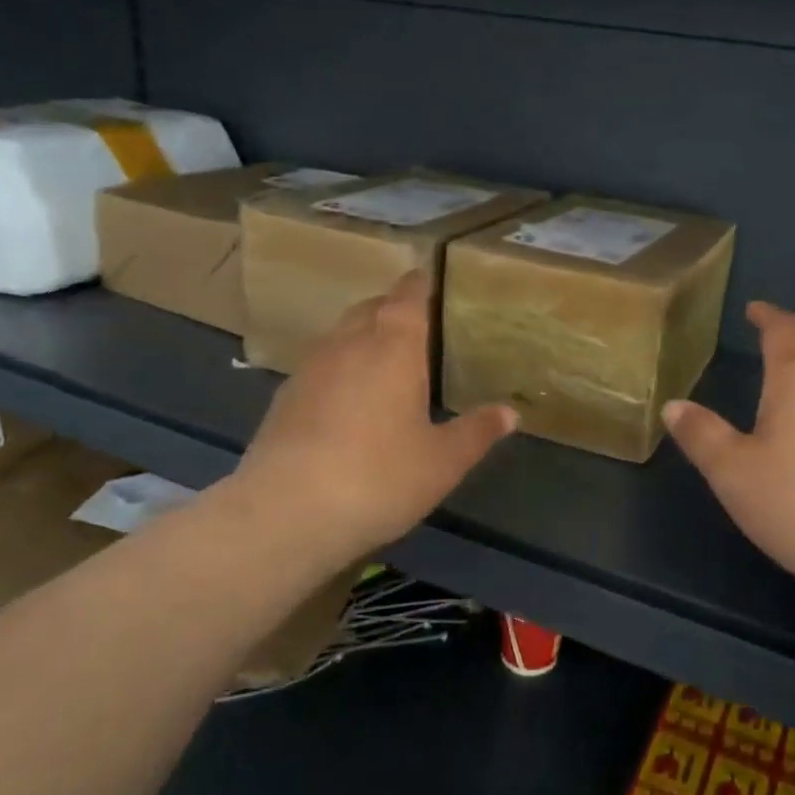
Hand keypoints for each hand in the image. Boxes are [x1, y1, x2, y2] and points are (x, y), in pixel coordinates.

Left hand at [219, 271, 517, 577]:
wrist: (285, 513)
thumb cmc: (378, 477)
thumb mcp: (442, 461)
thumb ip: (477, 432)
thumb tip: (510, 413)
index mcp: (393, 346)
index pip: (407, 295)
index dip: (421, 283)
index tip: (433, 280)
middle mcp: (348, 344)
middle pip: (371, 308)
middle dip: (393, 309)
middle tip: (420, 327)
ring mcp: (310, 368)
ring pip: (341, 335)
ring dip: (364, 337)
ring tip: (387, 362)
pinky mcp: (284, 398)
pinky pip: (321, 365)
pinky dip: (340, 369)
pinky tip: (349, 402)